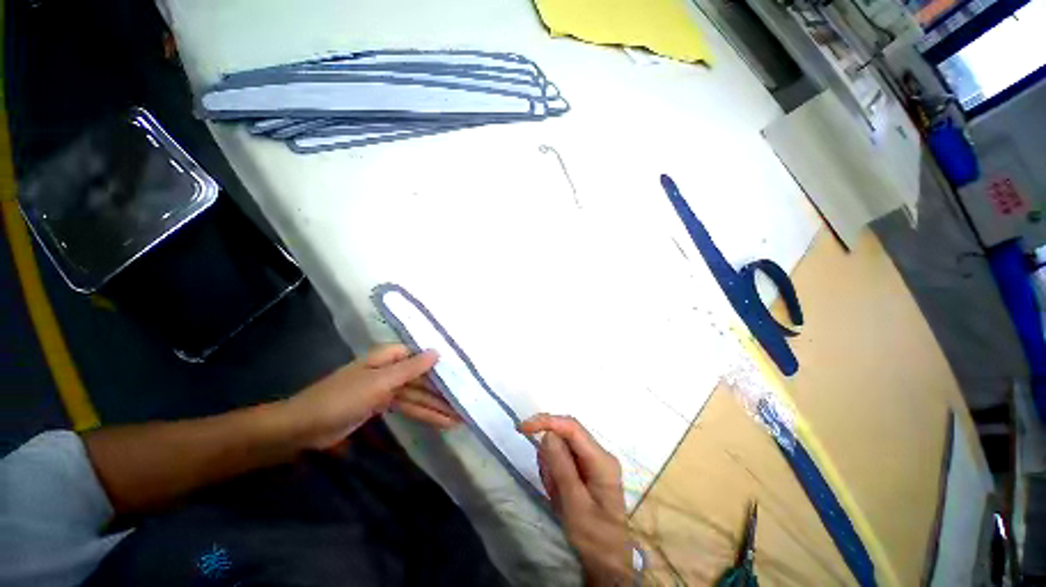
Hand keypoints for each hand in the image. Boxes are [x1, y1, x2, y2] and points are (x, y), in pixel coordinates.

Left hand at [285, 344, 461, 449]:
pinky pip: (409, 406)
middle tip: (467, 402)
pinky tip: (441, 422)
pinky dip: (423, 414)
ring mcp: (387, 387)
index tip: (464, 373)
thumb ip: (411, 368)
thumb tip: (438, 352)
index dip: (443, 365)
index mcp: (389, 356)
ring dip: (437, 407)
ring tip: (460, 418)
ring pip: (418, 395)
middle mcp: (392, 368)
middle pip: (423, 378)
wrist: (304, 428)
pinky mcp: (383, 404)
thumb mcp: (379, 382)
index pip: (423, 356)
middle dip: (443, 391)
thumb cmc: (342, 398)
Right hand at [518, 414, 633, 586]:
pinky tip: (559, 493)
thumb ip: (562, 468)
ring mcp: (593, 460)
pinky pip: (563, 459)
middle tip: (549, 484)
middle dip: (550, 455)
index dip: (547, 421)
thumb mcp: (574, 506)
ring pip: (562, 447)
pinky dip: (554, 473)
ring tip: (557, 495)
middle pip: (566, 435)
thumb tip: (548, 434)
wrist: (608, 564)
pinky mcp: (587, 467)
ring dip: (551, 467)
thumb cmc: (594, 538)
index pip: (572, 427)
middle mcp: (599, 453)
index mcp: (602, 460)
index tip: (523, 428)